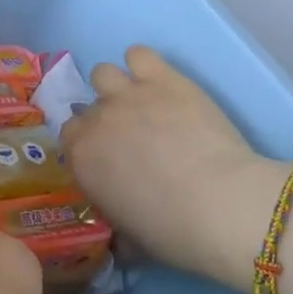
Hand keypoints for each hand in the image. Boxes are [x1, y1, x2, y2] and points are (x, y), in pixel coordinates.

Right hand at [63, 46, 279, 289]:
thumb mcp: (133, 239)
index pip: (70, 138)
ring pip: (104, 73)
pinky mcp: (162, 78)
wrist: (222, 206)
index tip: (108, 156)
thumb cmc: (174, 232)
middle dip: (104, 119)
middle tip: (131, 135)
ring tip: (141, 102)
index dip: (89, 145)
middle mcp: (96, 120)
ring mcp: (127, 95)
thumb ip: (117, 225)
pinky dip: (144, 65)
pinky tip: (158, 81)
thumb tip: (119, 238)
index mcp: (81, 159)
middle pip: (87, 107)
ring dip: (117, 86)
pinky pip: (139, 54)